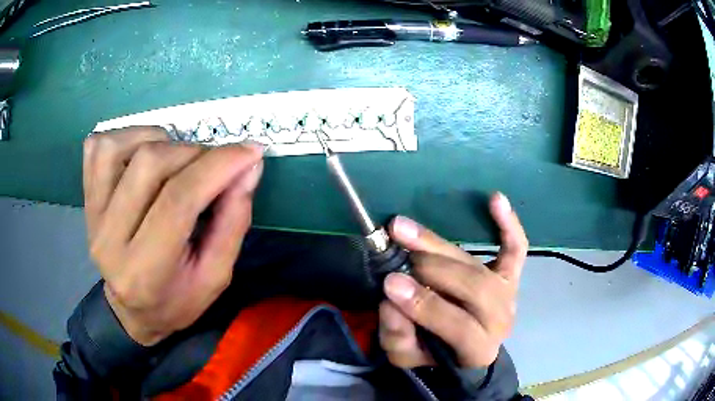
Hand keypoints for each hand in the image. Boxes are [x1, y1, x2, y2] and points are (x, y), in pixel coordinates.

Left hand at [83, 127, 263, 345]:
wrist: (131, 310)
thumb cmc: (176, 300)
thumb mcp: (216, 276)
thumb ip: (233, 221)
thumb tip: (249, 166)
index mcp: (145, 272)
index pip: (178, 201)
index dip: (217, 166)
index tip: (250, 151)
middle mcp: (109, 240)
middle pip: (150, 163)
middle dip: (193, 153)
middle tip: (212, 167)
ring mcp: (91, 215)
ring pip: (119, 146)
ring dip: (159, 141)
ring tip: (176, 161)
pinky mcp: (85, 197)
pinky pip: (98, 146)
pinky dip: (127, 138)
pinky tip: (143, 155)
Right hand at [378, 193, 527, 367]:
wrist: (462, 347)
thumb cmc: (434, 351)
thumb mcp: (407, 356)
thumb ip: (398, 336)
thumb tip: (390, 301)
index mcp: (478, 349)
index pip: (459, 326)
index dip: (426, 305)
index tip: (390, 284)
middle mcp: (500, 319)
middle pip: (474, 288)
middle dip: (432, 269)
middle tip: (396, 251)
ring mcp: (508, 293)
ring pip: (479, 266)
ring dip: (440, 246)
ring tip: (404, 229)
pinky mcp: (510, 275)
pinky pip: (515, 248)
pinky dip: (508, 224)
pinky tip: (495, 199)